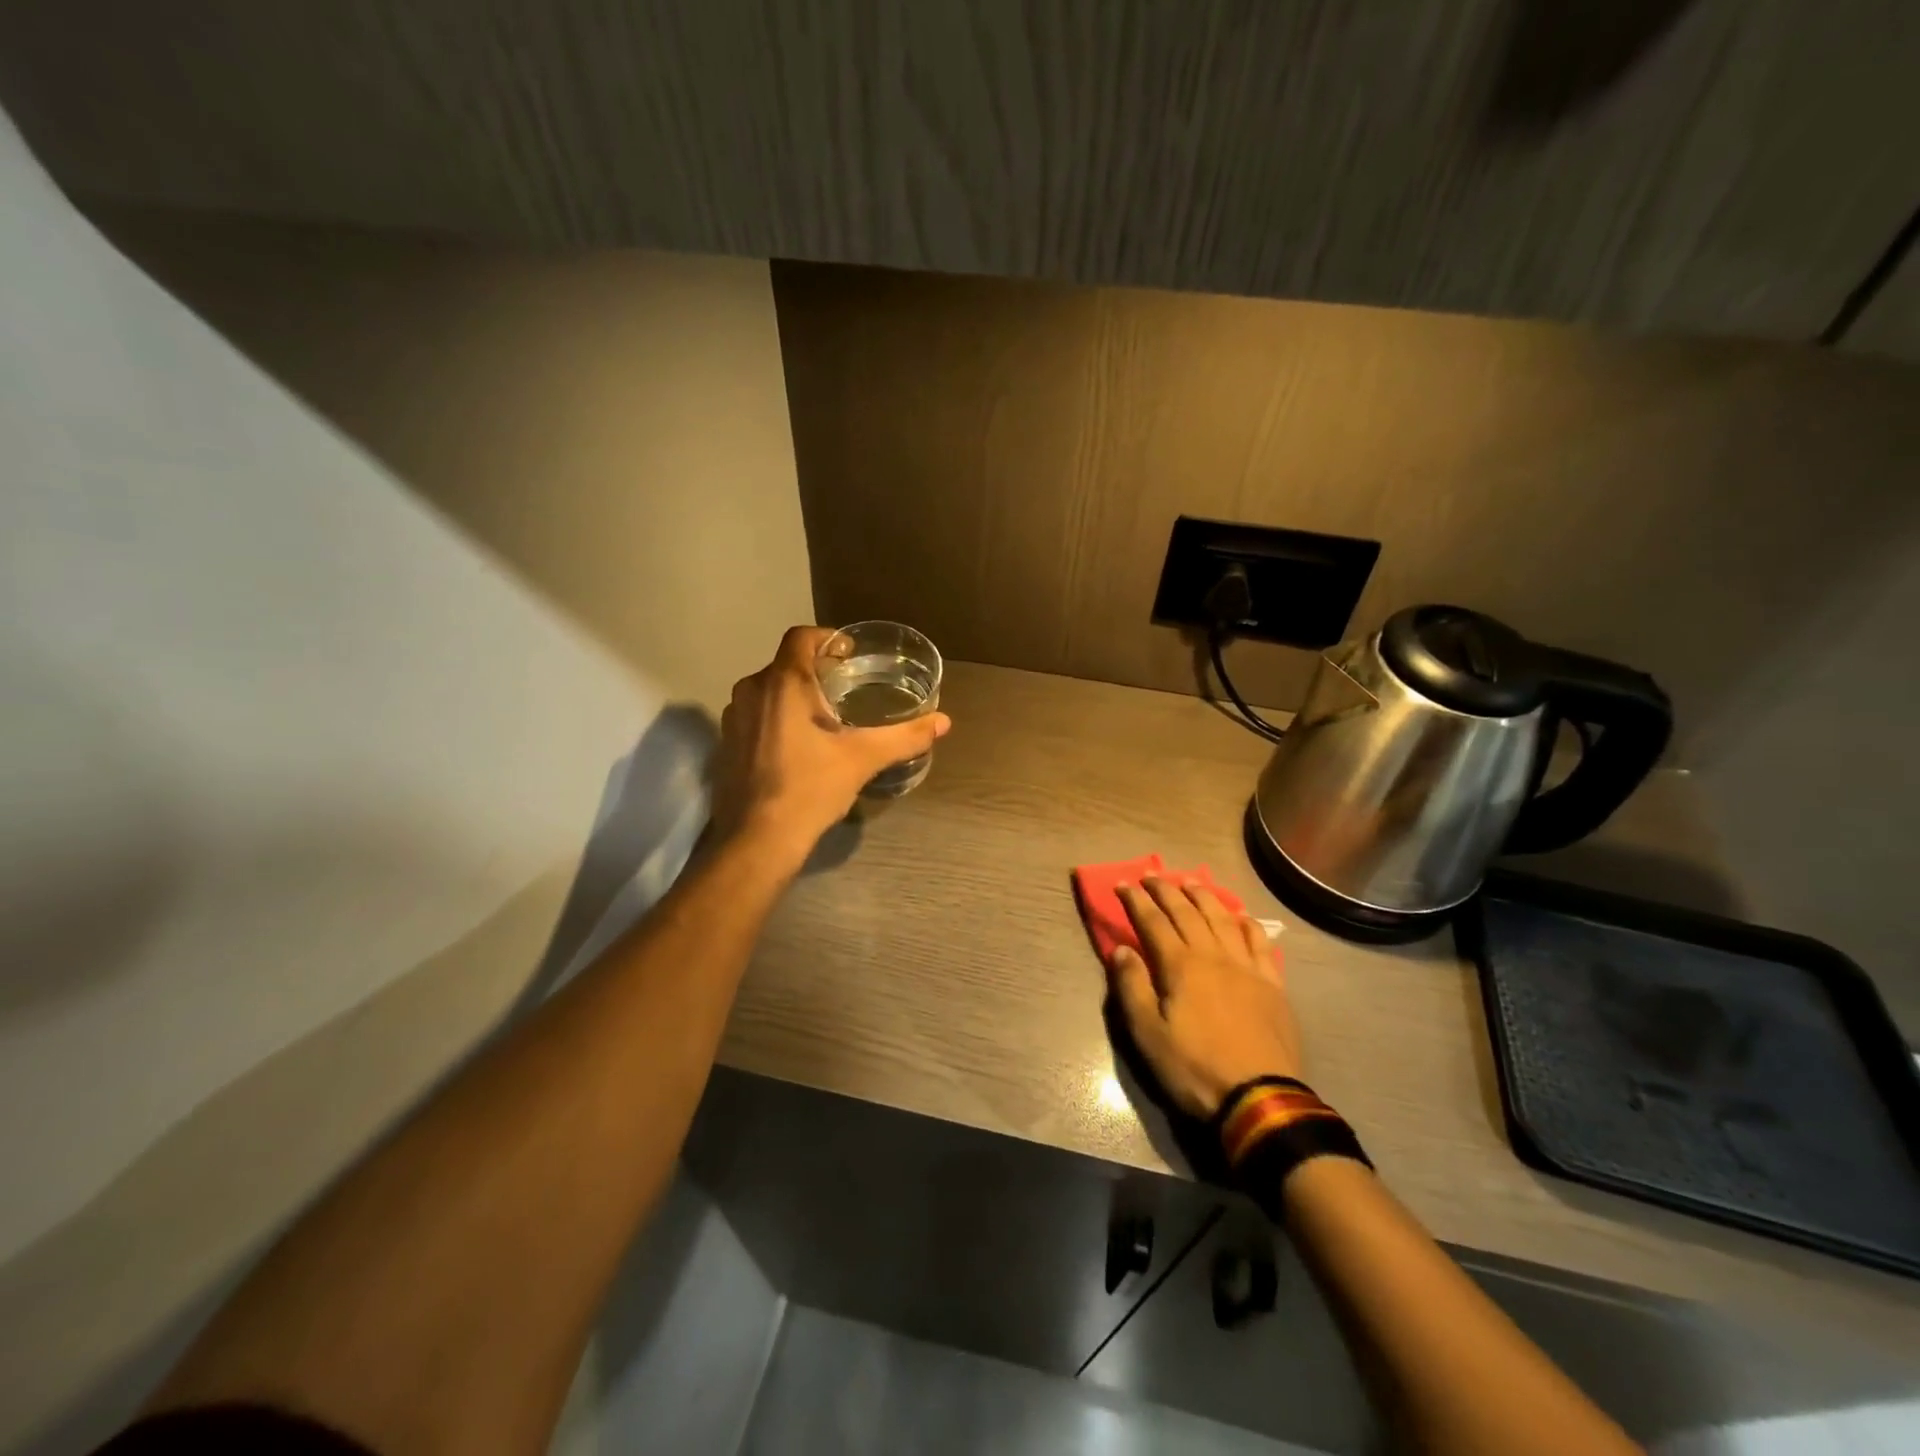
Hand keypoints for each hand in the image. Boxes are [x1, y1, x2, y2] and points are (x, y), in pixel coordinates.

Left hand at [710, 626, 951, 861]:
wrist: (758, 839)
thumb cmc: (811, 788)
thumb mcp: (864, 759)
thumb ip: (905, 736)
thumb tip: (944, 722)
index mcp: (784, 682)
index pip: (801, 636)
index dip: (827, 638)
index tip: (849, 655)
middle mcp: (752, 690)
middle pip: (786, 664)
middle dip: (815, 671)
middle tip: (845, 690)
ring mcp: (734, 717)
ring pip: (769, 690)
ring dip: (794, 695)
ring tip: (824, 719)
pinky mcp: (726, 743)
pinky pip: (756, 715)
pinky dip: (777, 718)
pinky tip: (798, 747)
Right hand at [1107, 878, 1302, 1119]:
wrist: (1260, 1099)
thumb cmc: (1195, 1068)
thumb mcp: (1148, 1035)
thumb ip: (1132, 988)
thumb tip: (1121, 950)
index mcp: (1180, 966)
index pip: (1153, 922)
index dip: (1136, 901)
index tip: (1122, 883)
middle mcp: (1213, 956)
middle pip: (1187, 912)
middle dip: (1166, 890)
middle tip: (1151, 875)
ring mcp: (1246, 967)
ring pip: (1223, 918)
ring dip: (1204, 896)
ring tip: (1190, 882)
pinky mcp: (1272, 984)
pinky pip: (1259, 943)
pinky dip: (1247, 924)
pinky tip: (1241, 916)